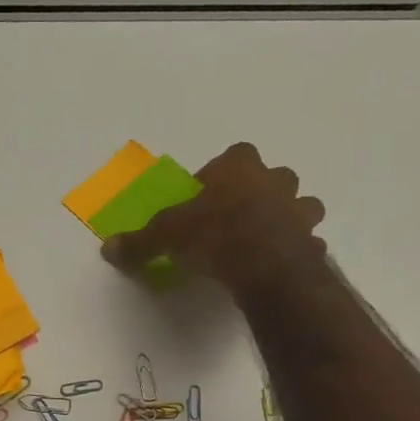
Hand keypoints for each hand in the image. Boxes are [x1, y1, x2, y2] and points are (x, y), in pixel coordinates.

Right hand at [102, 143, 327, 301]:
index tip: (207, 196)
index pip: (235, 154)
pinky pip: (304, 242)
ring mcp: (299, 211)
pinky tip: (276, 266)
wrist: (265, 266)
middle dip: (262, 191)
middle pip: (274, 176)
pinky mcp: (311, 243)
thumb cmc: (214, 234)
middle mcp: (275, 181)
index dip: (221, 173)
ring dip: (286, 218)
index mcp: (239, 168)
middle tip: (238, 216)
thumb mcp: (165, 236)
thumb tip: (107, 248)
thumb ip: (139, 241)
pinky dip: (294, 251)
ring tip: (264, 240)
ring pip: (300, 206)